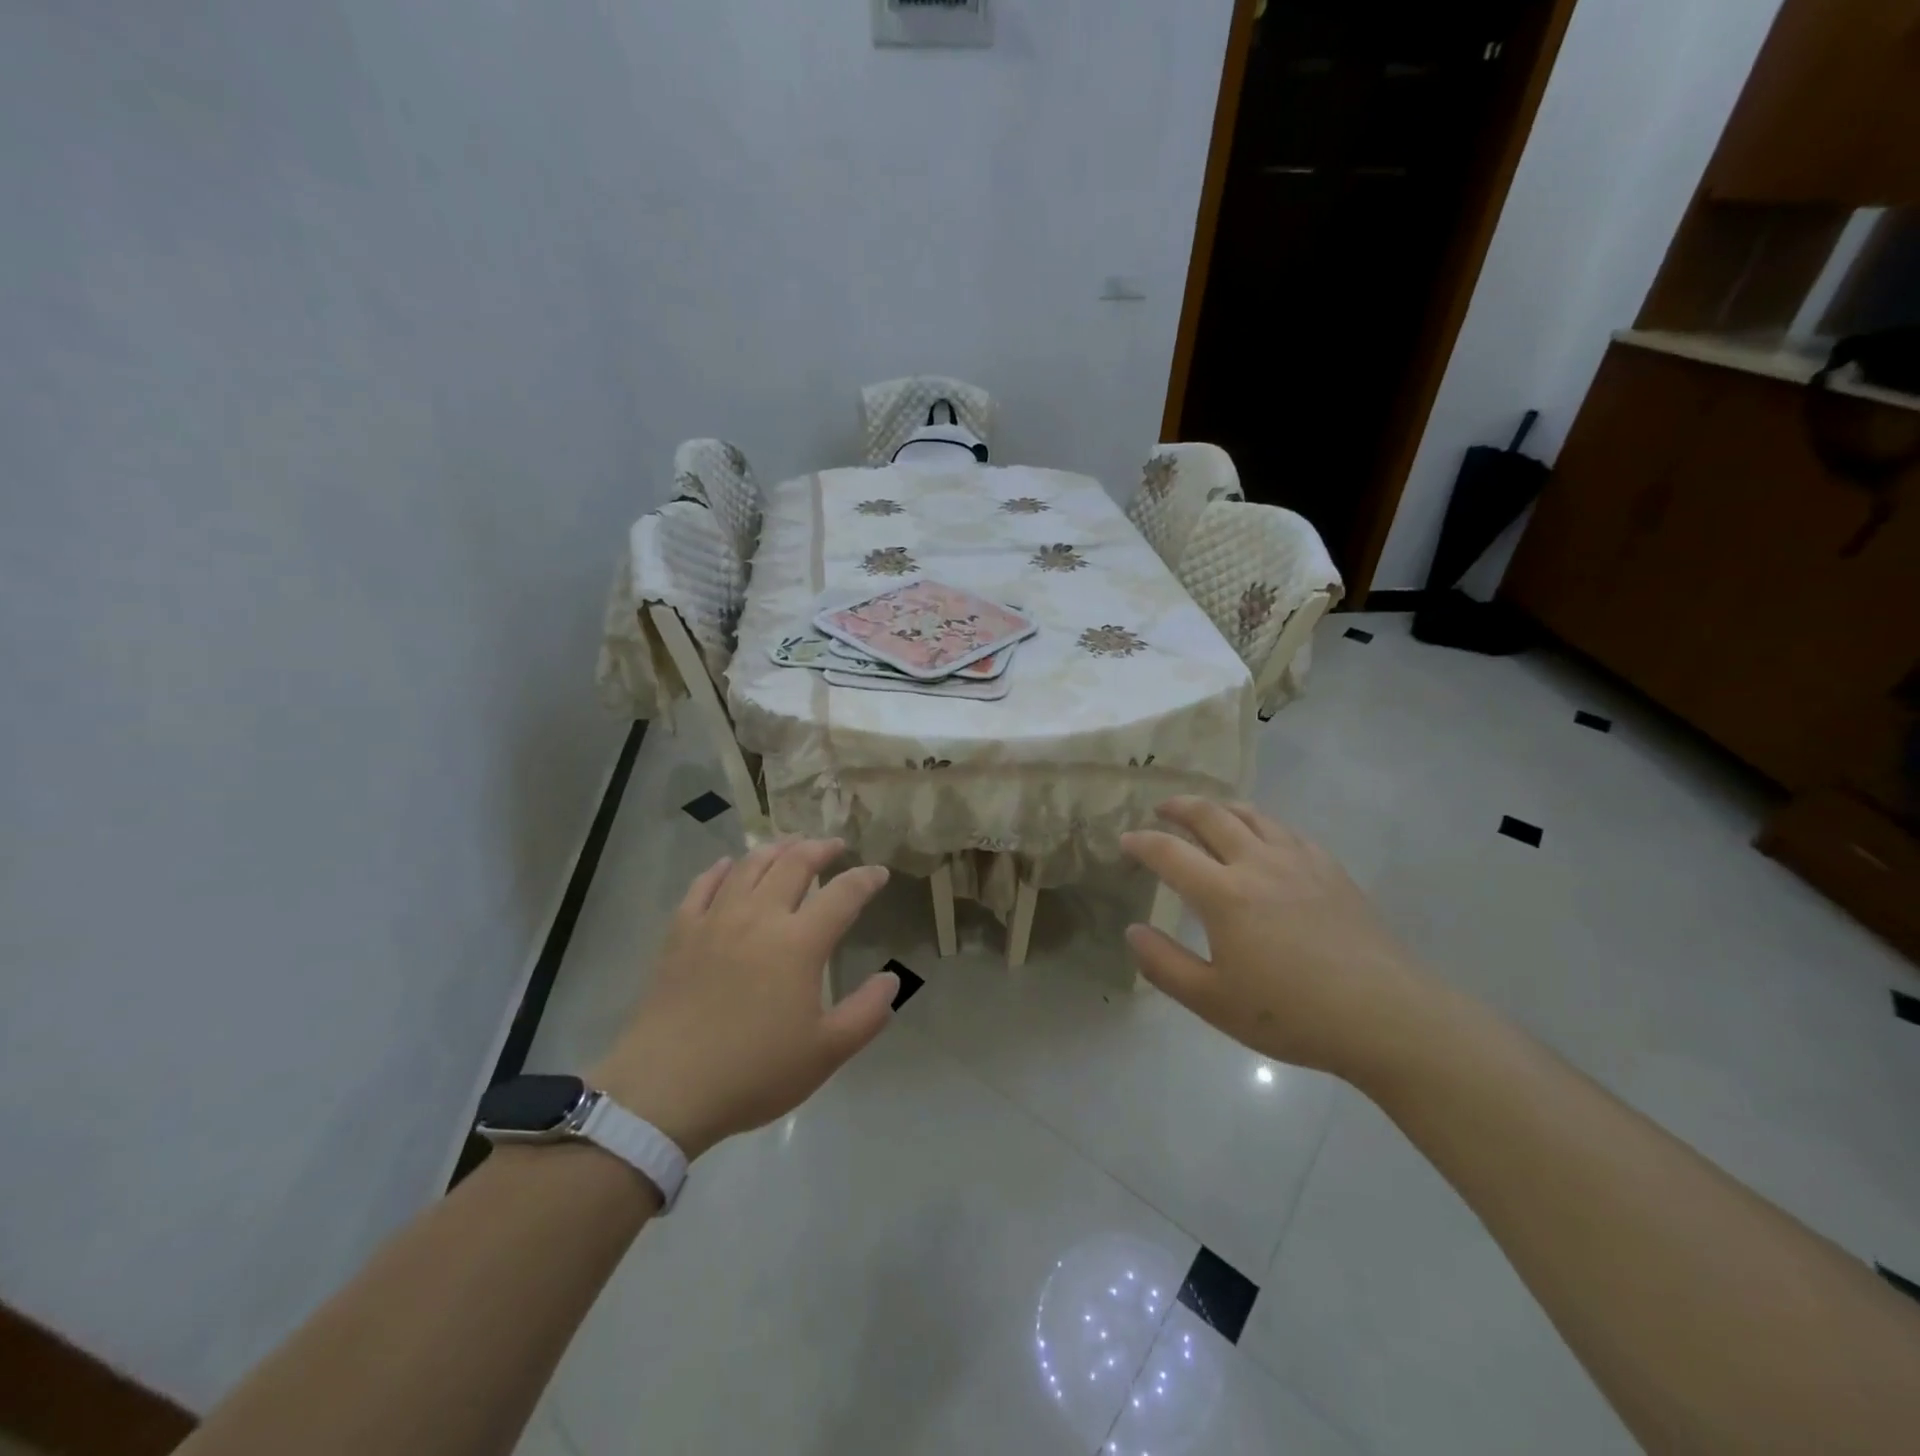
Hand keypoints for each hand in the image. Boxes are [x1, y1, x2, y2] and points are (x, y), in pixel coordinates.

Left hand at [589, 839, 896, 1159]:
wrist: (665, 1089)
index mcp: (799, 943)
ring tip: (790, 845)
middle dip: (820, 849)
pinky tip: (728, 865)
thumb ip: (867, 1013)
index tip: (879, 872)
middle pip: (795, 865)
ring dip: (776, 849)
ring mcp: (715, 920)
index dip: (865, 879)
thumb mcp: (826, 1053)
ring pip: (750, 866)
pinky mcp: (680, 932)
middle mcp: (759, 917)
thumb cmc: (753, 1072)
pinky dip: (720, 869)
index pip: (843, 895)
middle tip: (835, 845)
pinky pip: (703, 885)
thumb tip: (892, 978)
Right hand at [1121, 799, 1432, 1079]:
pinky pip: (1287, 831)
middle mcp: (1257, 863)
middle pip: (1211, 816)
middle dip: (1179, 807)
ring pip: (1252, 815)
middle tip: (1161, 808)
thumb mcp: (1214, 1001)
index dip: (1142, 842)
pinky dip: (1262, 824)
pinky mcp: (1331, 869)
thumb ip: (1164, 964)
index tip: (1126, 841)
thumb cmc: (1293, 1014)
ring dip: (1221, 807)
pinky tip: (1264, 839)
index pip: (1169, 852)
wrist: (1387, 1016)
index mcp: (1223, 894)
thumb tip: (1133, 931)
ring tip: (1208, 812)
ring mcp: (1298, 861)